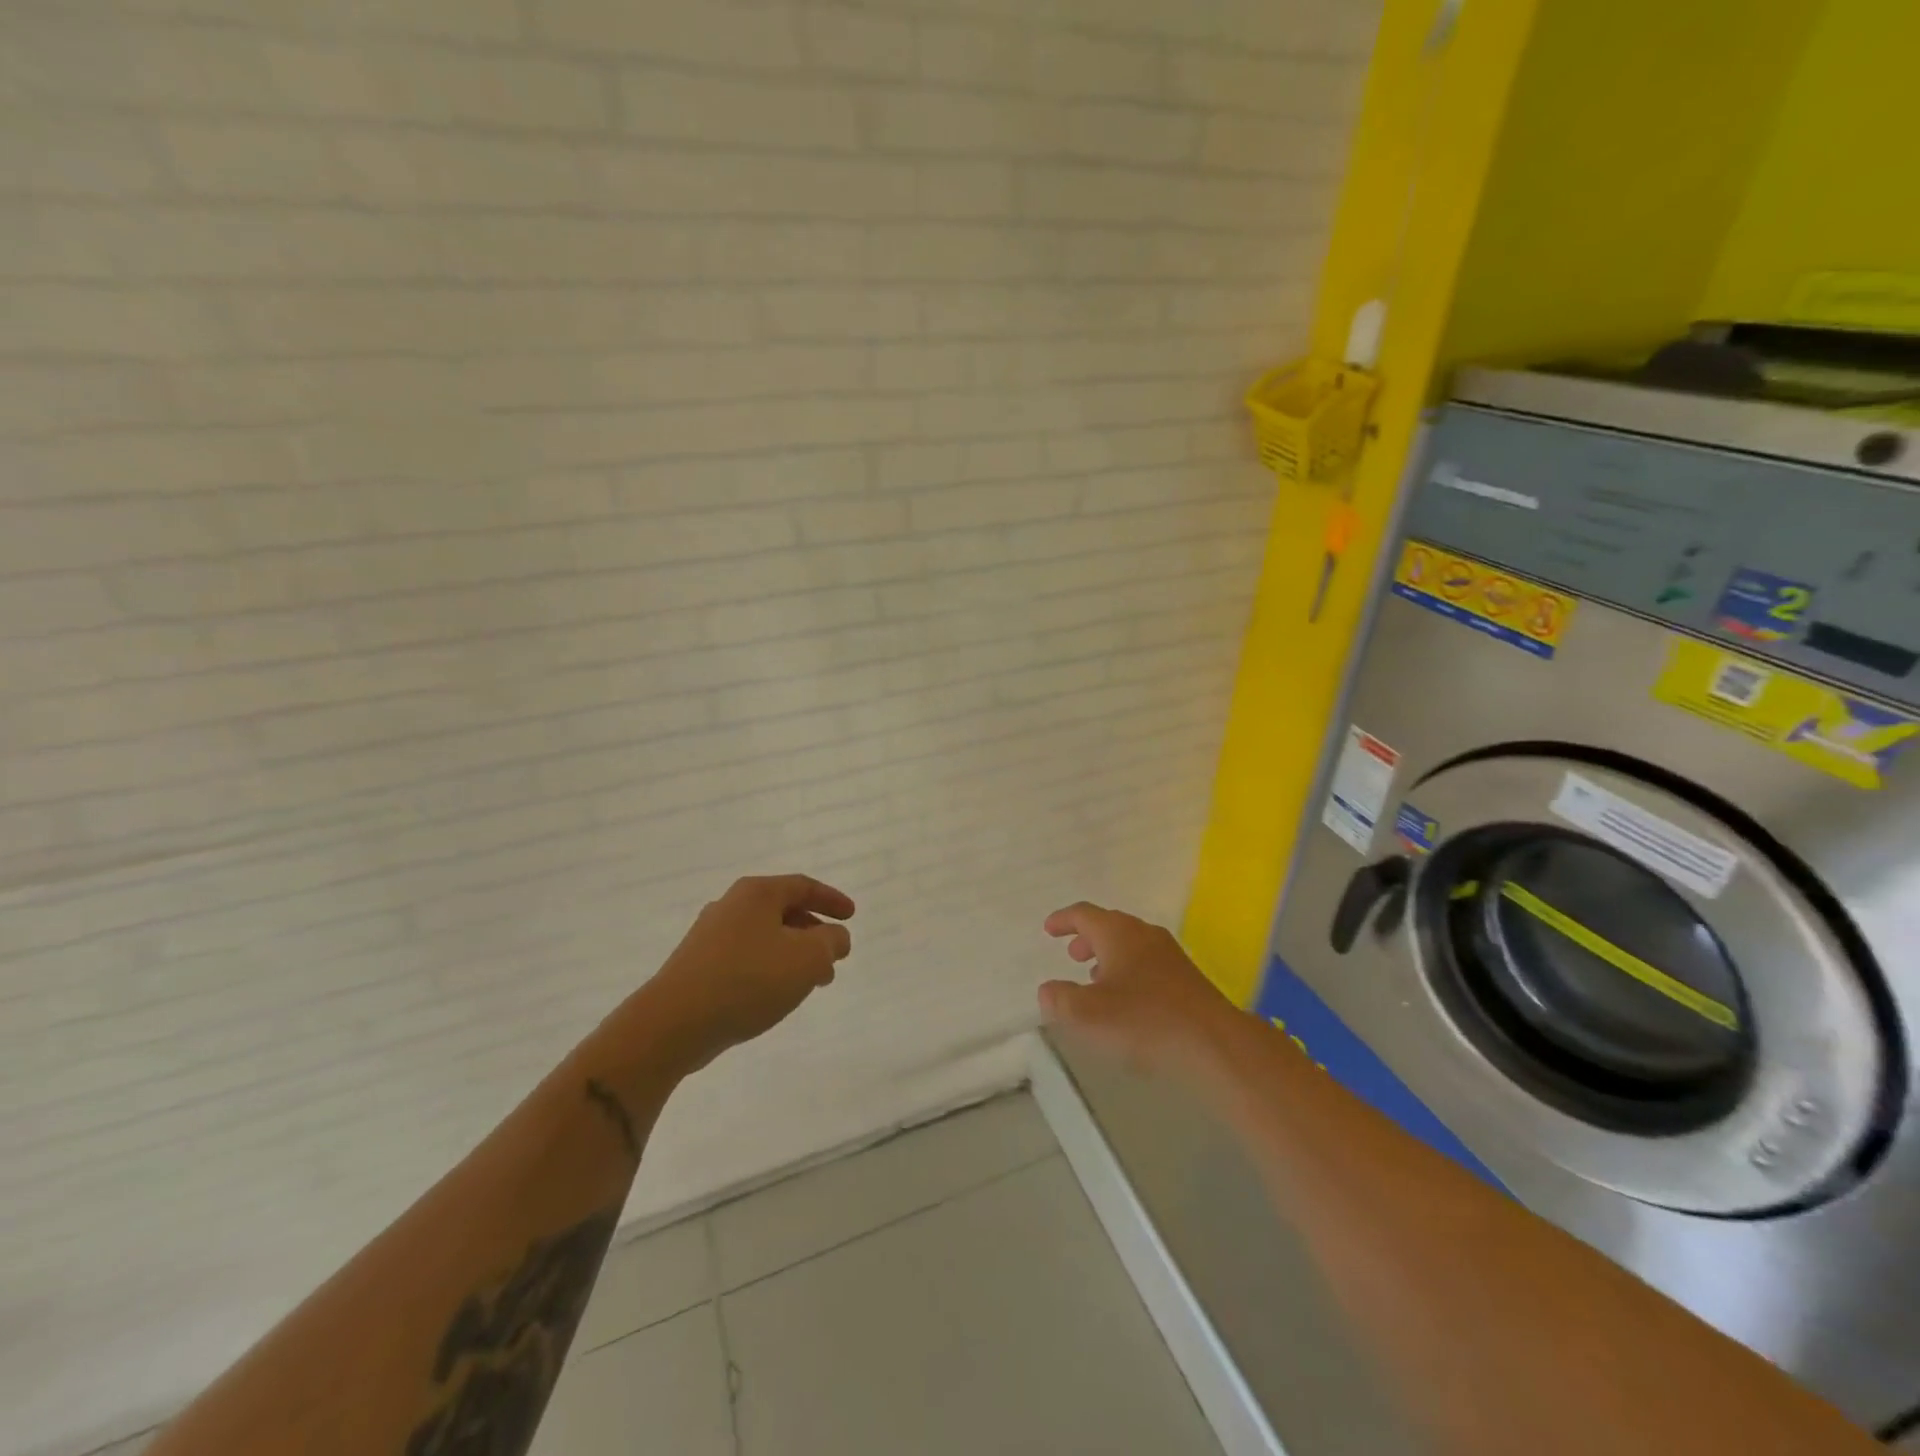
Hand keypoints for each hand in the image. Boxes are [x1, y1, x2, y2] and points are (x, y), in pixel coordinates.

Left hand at [648, 874, 855, 1064]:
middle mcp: (731, 905)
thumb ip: (831, 942)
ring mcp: (709, 936)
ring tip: (811, 983)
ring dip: (793, 954)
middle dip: (813, 932)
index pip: (803, 886)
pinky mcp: (697, 965)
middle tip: (833, 956)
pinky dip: (769, 968)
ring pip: (765, 937)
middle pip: (783, 910)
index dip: (831, 900)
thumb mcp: (807, 958)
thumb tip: (836, 937)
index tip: (851, 915)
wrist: (674, 1022)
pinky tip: (775, 995)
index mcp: (757, 893)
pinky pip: (745, 958)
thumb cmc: (749, 979)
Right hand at [1039, 902, 1239, 1077]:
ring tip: (1095, 978)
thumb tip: (1048, 990)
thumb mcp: (1088, 1014)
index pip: (1084, 914)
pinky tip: (1127, 1000)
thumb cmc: (1144, 1021)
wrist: (1214, 1044)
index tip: (1049, 929)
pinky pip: (1148, 964)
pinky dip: (1128, 972)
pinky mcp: (1186, 979)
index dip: (1063, 920)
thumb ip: (1060, 1000)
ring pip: (1131, 945)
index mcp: (1118, 933)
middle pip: (1110, 925)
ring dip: (1109, 956)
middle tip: (1072, 954)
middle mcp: (1144, 935)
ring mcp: (1169, 956)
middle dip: (1087, 937)